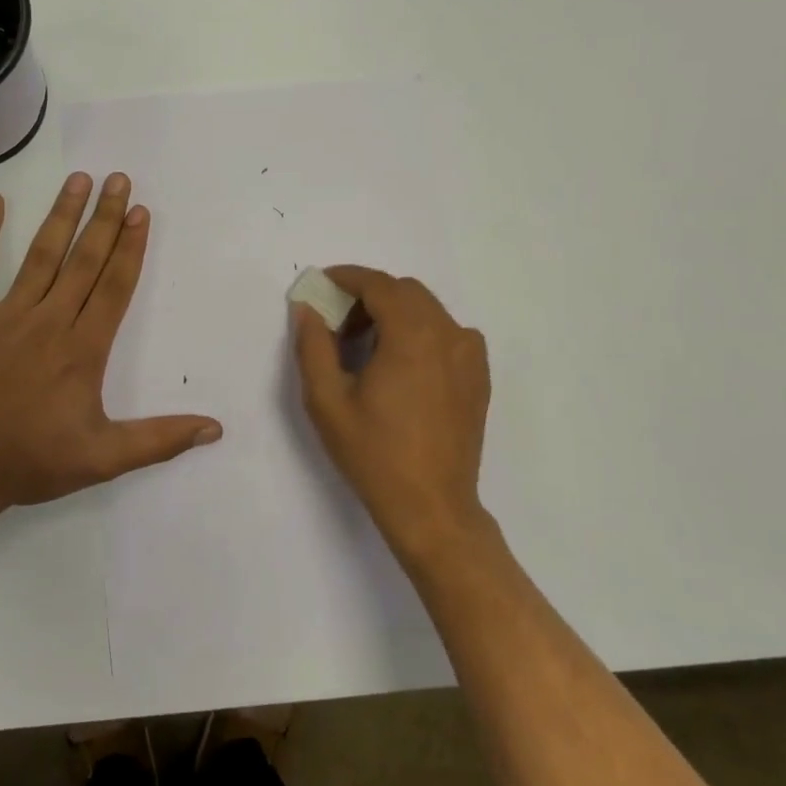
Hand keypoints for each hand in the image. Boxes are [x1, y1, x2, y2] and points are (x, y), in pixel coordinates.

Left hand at [0, 172, 222, 520]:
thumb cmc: (31, 462)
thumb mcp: (102, 460)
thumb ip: (160, 440)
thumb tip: (215, 429)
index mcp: (82, 350)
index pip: (114, 286)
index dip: (130, 247)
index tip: (140, 212)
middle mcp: (49, 322)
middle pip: (84, 261)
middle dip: (104, 218)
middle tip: (119, 179)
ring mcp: (6, 316)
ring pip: (40, 256)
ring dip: (61, 215)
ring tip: (79, 180)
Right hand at [291, 266, 491, 570]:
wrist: (432, 507)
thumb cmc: (374, 454)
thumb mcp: (327, 400)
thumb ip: (313, 345)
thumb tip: (307, 308)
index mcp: (413, 336)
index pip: (379, 285)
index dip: (347, 278)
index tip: (322, 286)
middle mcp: (448, 334)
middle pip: (405, 292)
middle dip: (368, 297)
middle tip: (337, 325)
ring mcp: (470, 355)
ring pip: (428, 310)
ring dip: (394, 313)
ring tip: (365, 349)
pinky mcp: (478, 376)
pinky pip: (447, 333)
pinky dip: (419, 332)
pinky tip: (399, 366)